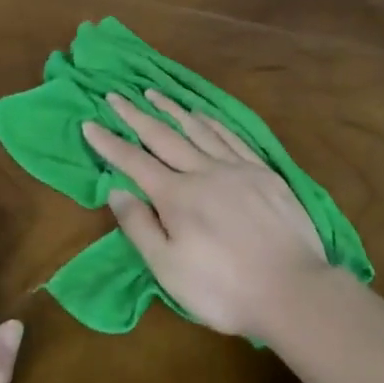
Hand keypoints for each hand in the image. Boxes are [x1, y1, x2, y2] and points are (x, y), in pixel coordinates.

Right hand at [81, 91, 328, 337]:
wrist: (293, 289)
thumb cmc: (223, 288)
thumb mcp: (169, 269)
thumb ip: (140, 227)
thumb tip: (117, 189)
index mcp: (177, 196)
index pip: (134, 162)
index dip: (109, 143)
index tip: (90, 123)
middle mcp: (204, 171)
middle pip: (164, 136)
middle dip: (136, 115)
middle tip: (116, 95)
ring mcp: (237, 168)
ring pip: (198, 129)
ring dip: (172, 109)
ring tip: (154, 93)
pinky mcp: (264, 172)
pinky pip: (232, 137)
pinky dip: (212, 122)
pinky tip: (204, 115)